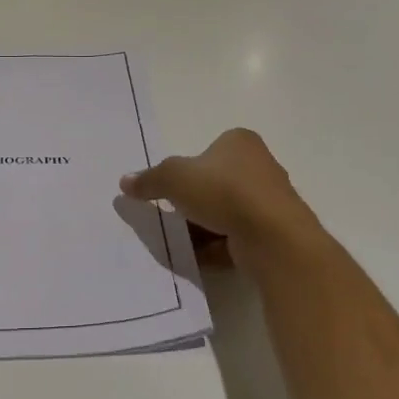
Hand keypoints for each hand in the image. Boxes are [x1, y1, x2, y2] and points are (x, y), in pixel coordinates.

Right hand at [119, 129, 316, 261]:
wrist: (273, 237)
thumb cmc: (224, 192)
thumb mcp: (174, 178)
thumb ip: (149, 179)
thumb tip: (125, 181)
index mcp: (240, 142)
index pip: (207, 151)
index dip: (186, 170)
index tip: (170, 189)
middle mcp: (259, 166)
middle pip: (215, 183)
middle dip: (192, 202)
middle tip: (171, 216)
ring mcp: (269, 201)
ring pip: (225, 212)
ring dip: (202, 227)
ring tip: (180, 241)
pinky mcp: (273, 232)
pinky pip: (236, 237)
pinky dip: (216, 247)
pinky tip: (198, 257)